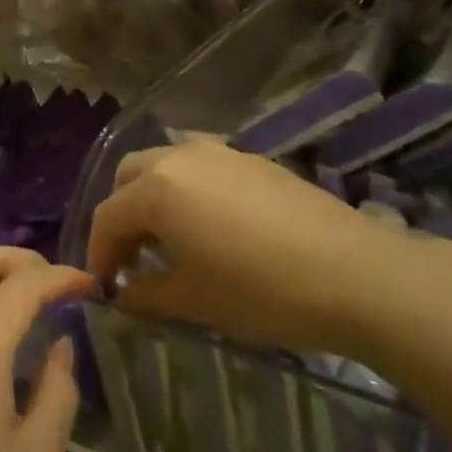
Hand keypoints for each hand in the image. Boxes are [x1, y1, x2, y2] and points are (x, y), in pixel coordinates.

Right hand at [86, 138, 397, 349]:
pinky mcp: (254, 160)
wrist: (352, 272)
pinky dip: (189, 192)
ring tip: (171, 242)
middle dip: (122, 215)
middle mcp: (181, 156)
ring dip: (155, 199)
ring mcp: (221, 152)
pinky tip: (213, 228)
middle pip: (131, 177)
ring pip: (167, 165)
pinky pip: (202, 168)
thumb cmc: (259, 290)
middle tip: (132, 259)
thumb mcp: (192, 300)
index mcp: (157, 188)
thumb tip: (123, 294)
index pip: (108, 216)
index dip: (99, 254)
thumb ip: (145, 294)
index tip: (104, 288)